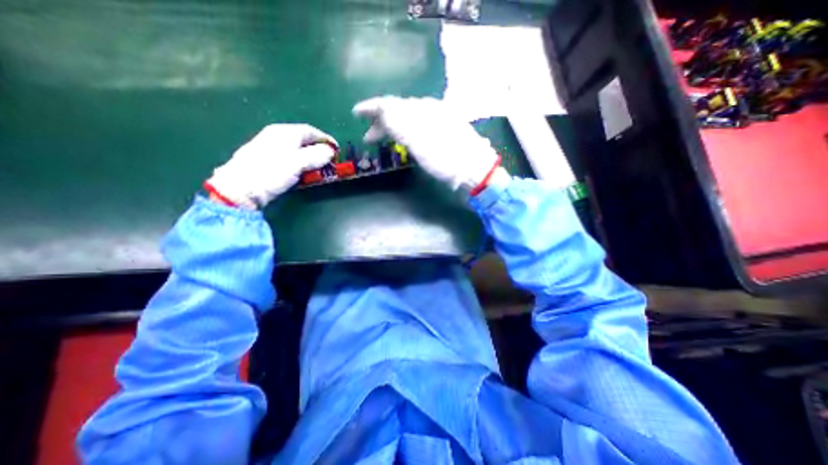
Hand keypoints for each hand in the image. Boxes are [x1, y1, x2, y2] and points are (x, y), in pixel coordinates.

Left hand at [205, 123, 335, 207]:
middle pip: (304, 140)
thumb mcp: (297, 163)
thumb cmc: (270, 172)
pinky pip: (290, 158)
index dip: (326, 140)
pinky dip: (301, 164)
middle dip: (319, 150)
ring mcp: (271, 148)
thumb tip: (330, 151)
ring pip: (297, 150)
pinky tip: (304, 172)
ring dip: (311, 159)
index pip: (311, 131)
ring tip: (320, 169)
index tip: (337, 150)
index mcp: (284, 132)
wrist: (241, 188)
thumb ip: (316, 156)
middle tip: (330, 161)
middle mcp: (277, 136)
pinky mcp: (268, 161)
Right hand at [350, 96, 493, 190]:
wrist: (474, 168)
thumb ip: (400, 123)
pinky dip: (405, 132)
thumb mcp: (419, 141)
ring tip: (382, 139)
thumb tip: (382, 110)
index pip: (391, 104)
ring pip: (407, 119)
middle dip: (380, 122)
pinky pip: (417, 126)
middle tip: (367, 137)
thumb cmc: (446, 158)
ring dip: (392, 128)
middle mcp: (429, 109)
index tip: (356, 113)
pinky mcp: (442, 129)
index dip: (371, 108)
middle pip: (398, 111)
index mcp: (422, 109)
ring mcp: (437, 119)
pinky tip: (403, 139)